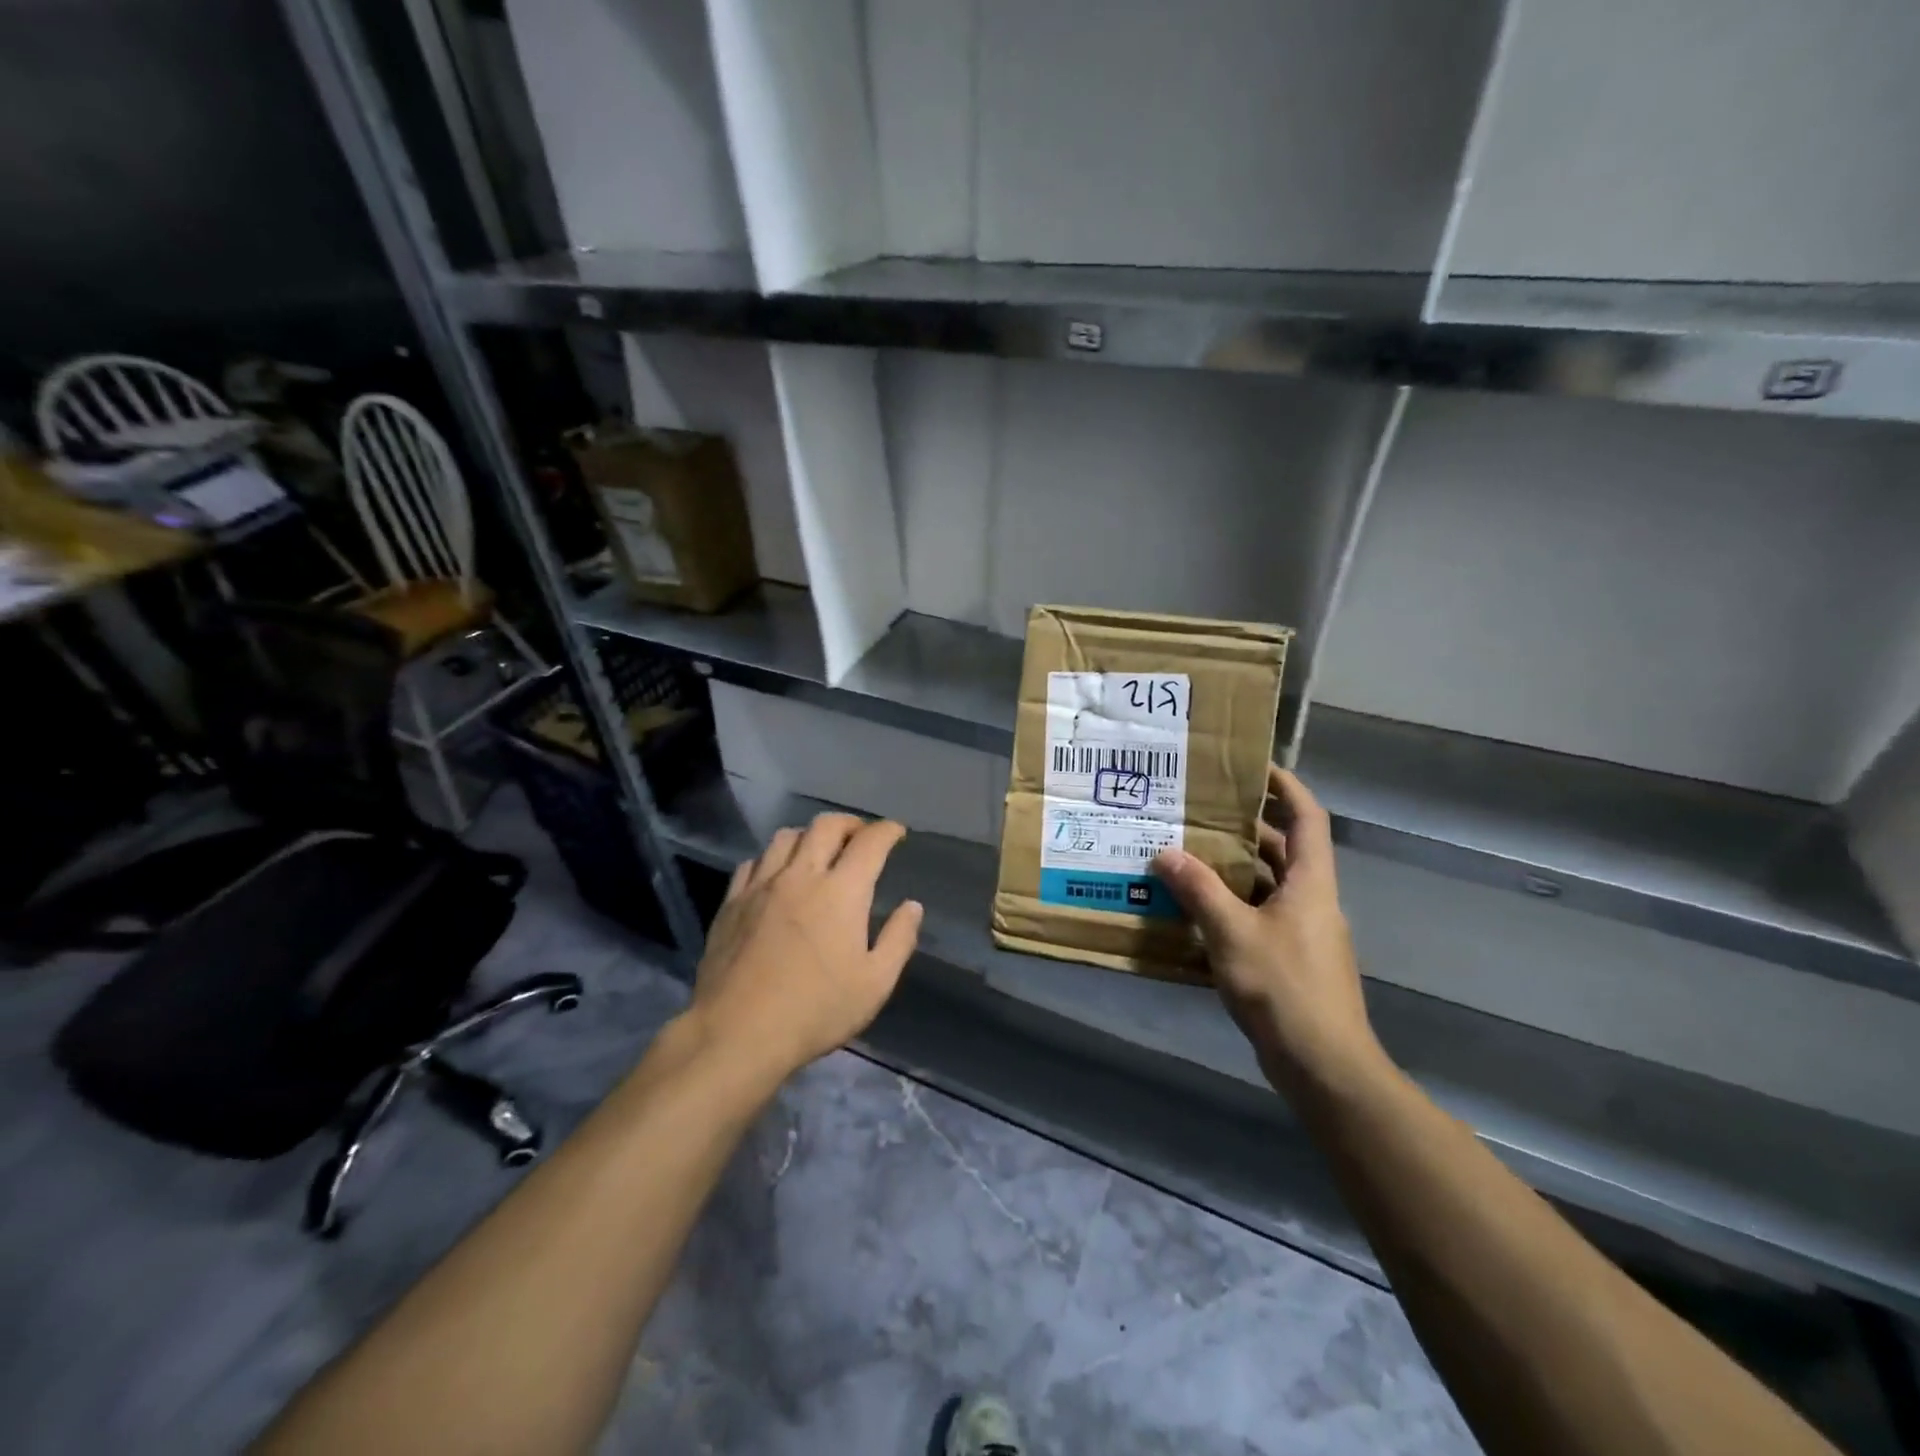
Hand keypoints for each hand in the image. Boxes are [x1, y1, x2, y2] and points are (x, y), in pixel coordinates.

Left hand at [687, 813, 922, 1085]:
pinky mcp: (732, 902)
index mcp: (841, 892)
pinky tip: (776, 875)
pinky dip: (773, 858)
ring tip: (818, 851)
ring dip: (809, 836)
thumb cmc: (815, 1010)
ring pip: (786, 837)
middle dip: (849, 823)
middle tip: (861, 836)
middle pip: (825, 826)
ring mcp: (761, 886)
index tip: (897, 832)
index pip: (870, 842)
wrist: (737, 1032)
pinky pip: (754, 862)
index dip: (887, 831)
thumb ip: (898, 939)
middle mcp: (801, 875)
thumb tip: (912, 906)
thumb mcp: (874, 984)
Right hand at [1151, 766, 1382, 1098]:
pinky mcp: (1290, 961)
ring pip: (1267, 887)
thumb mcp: (1232, 932)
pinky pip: (1259, 918)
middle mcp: (1312, 901)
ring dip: (1232, 872)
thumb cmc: (1283, 987)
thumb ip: (1199, 890)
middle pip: (1282, 850)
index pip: (1308, 818)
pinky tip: (1194, 914)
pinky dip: (1230, 908)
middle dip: (1244, 830)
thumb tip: (1166, 853)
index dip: (1287, 786)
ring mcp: (1304, 933)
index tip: (1254, 767)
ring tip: (1185, 857)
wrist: (1324, 1065)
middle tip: (1198, 814)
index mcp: (1310, 883)